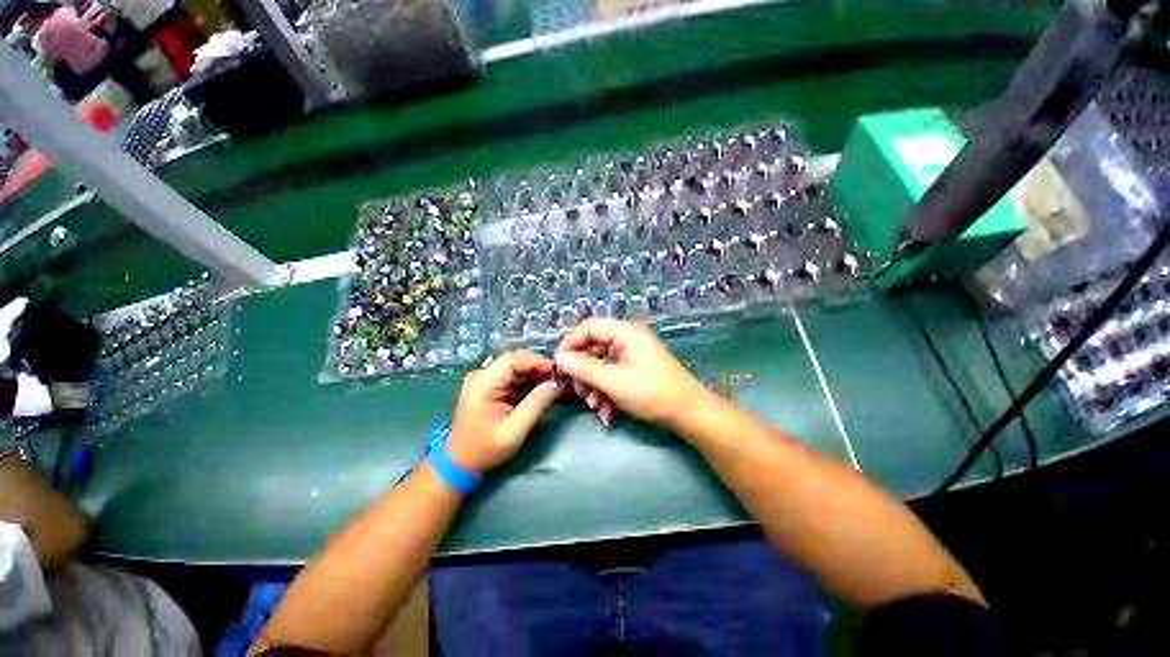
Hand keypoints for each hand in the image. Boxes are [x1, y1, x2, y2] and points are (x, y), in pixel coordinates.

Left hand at [446, 350, 564, 473]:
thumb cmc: (485, 449)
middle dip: (538, 366)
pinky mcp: (491, 386)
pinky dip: (529, 380)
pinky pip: (513, 376)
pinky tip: (543, 387)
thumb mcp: (514, 430)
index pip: (511, 359)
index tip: (556, 371)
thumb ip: (536, 404)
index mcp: (482, 383)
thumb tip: (557, 384)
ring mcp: (485, 379)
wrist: (461, 462)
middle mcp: (482, 375)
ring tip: (555, 382)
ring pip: (516, 366)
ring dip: (536, 373)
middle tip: (559, 377)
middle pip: (515, 360)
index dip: (536, 361)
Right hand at [553, 319, 713, 430]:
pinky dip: (606, 392)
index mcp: (626, 332)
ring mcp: (633, 356)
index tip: (557, 364)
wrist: (689, 414)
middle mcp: (628, 340)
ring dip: (594, 387)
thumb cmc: (651, 393)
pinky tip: (607, 413)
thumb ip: (584, 368)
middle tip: (577, 392)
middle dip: (584, 373)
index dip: (570, 344)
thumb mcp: (613, 381)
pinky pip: (613, 376)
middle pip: (594, 348)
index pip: (589, 327)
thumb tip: (560, 358)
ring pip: (602, 366)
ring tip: (594, 406)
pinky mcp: (636, 371)